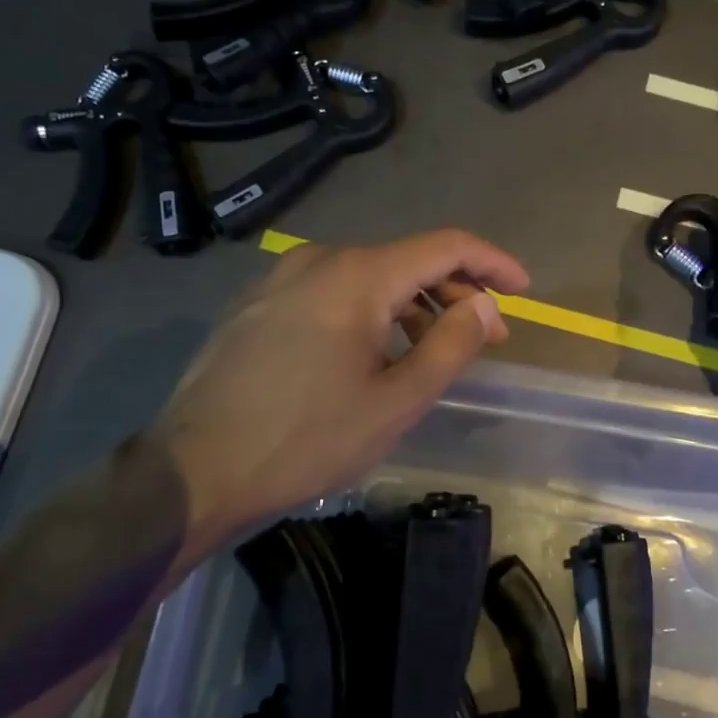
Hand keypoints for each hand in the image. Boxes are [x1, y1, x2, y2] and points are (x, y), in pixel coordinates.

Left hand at [153, 229, 529, 557]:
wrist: (194, 471)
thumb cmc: (306, 439)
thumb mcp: (397, 401)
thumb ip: (451, 344)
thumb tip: (483, 304)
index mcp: (356, 275)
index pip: (444, 246)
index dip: (492, 262)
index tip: (523, 289)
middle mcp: (317, 260)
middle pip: (406, 260)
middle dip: (456, 292)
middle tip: (487, 337)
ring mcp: (281, 279)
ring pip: (369, 277)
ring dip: (414, 306)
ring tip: (435, 351)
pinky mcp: (259, 304)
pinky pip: (333, 293)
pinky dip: (373, 313)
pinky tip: (378, 353)